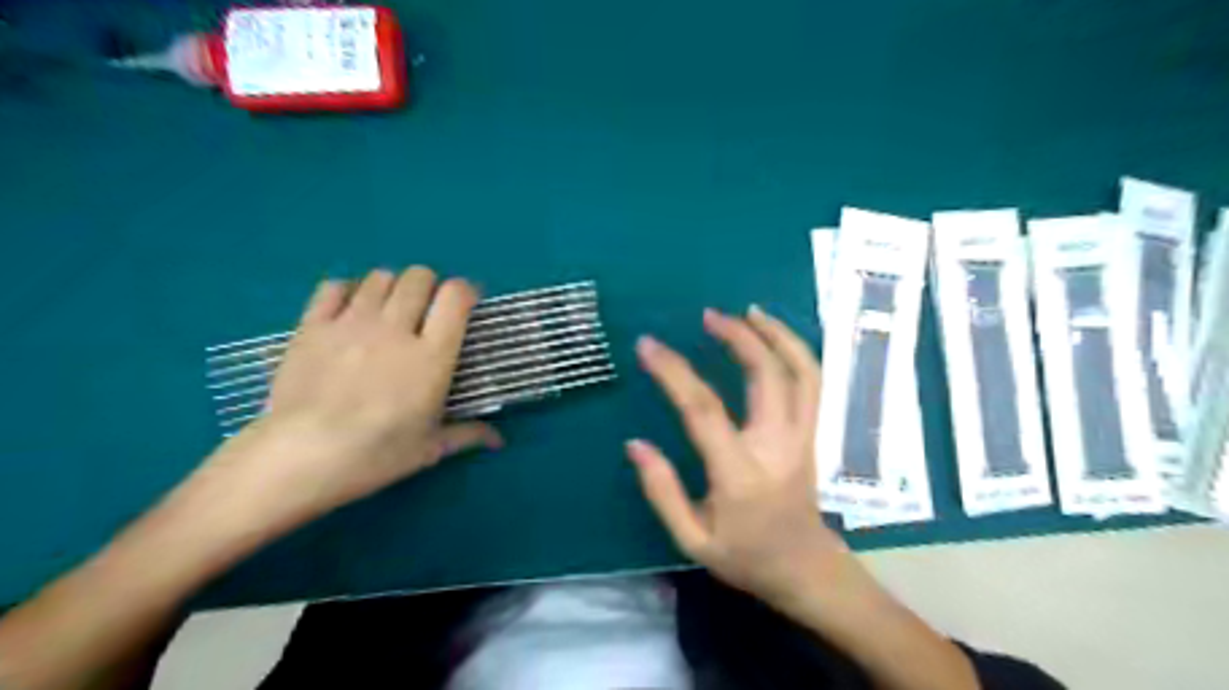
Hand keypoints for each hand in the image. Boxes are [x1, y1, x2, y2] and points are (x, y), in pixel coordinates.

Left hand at [201, 268, 501, 524]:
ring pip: (380, 277)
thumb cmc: (375, 455)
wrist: (300, 457)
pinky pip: (335, 286)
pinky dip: (349, 291)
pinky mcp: (313, 325)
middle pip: (419, 276)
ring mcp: (352, 322)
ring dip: (392, 288)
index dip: (465, 291)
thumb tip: (499, 441)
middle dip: (429, 286)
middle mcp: (396, 328)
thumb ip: (467, 434)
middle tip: (425, 312)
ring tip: (388, 312)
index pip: (456, 296)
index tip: (466, 304)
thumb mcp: (429, 449)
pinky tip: (350, 311)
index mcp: (431, 355)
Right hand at [628, 308, 839, 602]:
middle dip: (738, 338)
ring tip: (749, 312)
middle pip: (767, 377)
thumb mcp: (693, 540)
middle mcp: (777, 447)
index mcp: (740, 475)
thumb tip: (635, 445)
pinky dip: (798, 351)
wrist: (807, 570)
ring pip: (803, 373)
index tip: (648, 346)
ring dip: (777, 335)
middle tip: (709, 316)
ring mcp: (802, 437)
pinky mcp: (813, 434)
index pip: (704, 411)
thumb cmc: (746, 557)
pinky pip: (813, 383)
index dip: (674, 373)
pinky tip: (776, 336)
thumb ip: (662, 491)